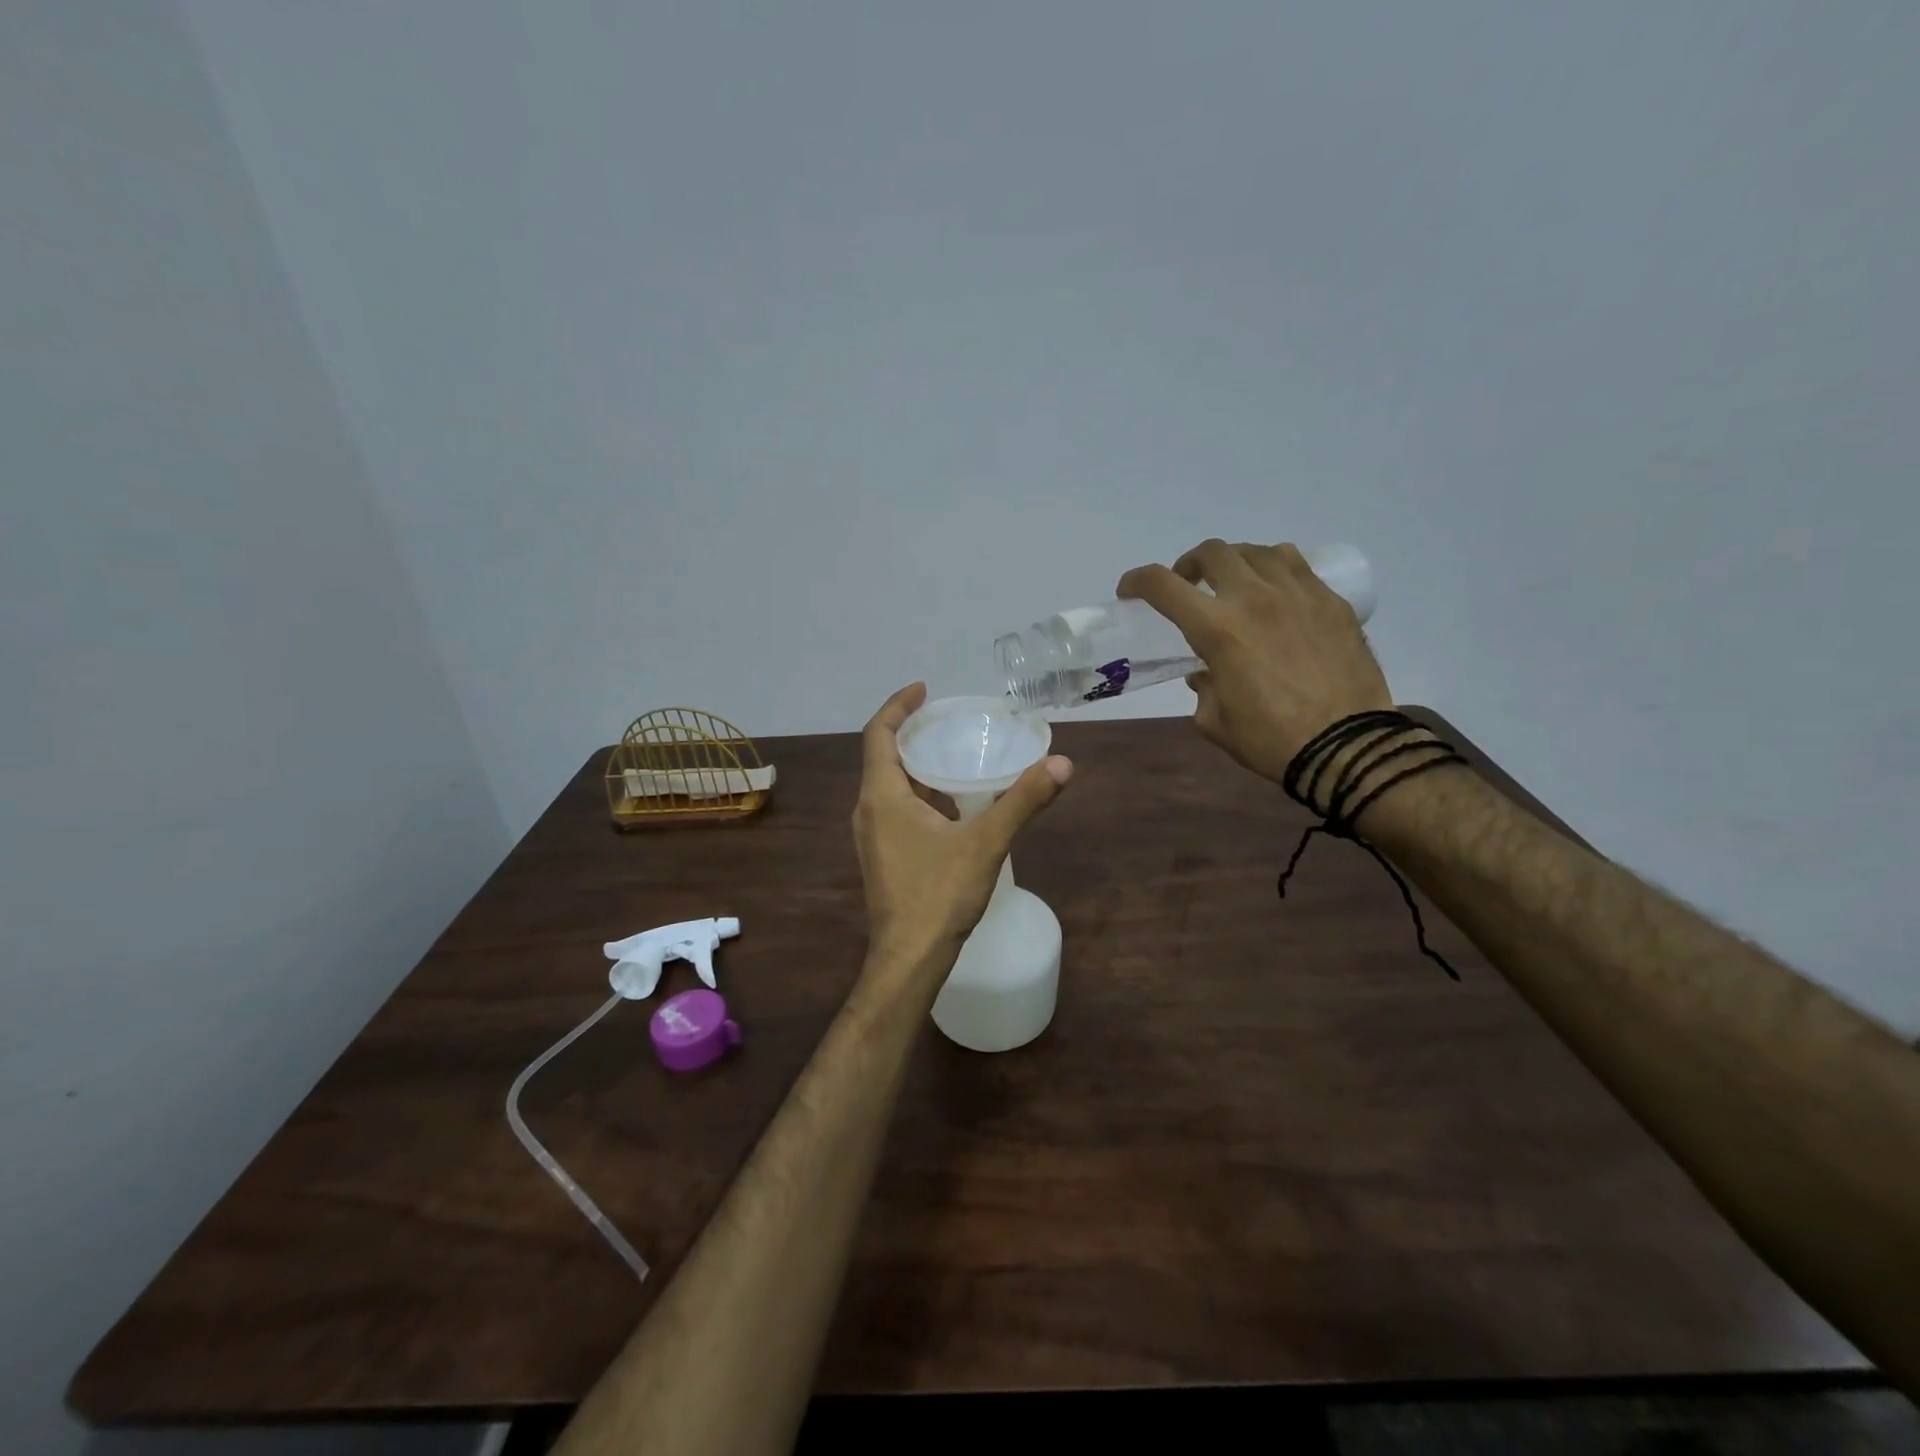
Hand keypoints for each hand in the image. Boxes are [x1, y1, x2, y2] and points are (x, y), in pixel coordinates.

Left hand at [852, 683, 1072, 975]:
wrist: (908, 959)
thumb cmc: (939, 895)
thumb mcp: (985, 842)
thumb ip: (1023, 801)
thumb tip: (1062, 763)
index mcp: (882, 796)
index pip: (879, 734)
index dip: (899, 705)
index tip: (924, 689)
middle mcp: (868, 810)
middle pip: (884, 757)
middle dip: (913, 733)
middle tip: (948, 719)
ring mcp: (872, 836)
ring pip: (891, 786)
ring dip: (917, 767)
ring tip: (955, 755)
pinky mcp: (882, 856)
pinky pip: (896, 810)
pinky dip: (920, 795)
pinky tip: (953, 805)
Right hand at [1116, 540, 1391, 783]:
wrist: (1348, 747)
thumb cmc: (1271, 740)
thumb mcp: (1215, 722)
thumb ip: (1203, 689)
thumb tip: (1205, 674)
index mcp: (1217, 629)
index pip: (1163, 586)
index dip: (1138, 581)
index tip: (1130, 591)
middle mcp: (1254, 598)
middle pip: (1213, 552)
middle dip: (1189, 564)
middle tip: (1188, 585)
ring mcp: (1298, 594)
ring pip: (1257, 551)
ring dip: (1235, 562)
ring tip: (1236, 585)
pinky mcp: (1331, 601)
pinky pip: (1297, 566)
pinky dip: (1274, 571)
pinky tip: (1276, 595)